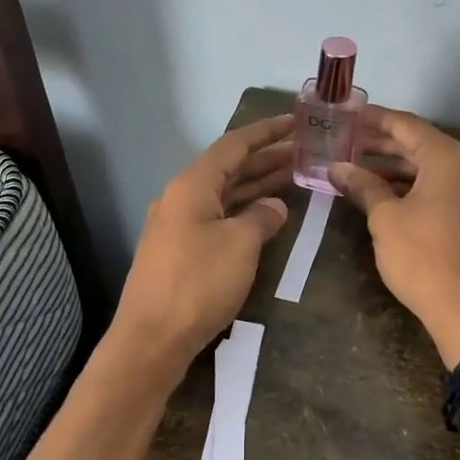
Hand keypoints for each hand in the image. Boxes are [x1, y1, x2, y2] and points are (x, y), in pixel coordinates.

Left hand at [113, 114, 295, 373]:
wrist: (153, 338)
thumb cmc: (198, 283)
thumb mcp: (240, 245)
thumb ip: (262, 217)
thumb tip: (275, 206)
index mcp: (193, 185)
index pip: (234, 145)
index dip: (266, 132)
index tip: (296, 121)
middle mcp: (182, 198)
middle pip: (230, 168)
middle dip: (267, 159)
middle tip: (305, 152)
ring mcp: (179, 225)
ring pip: (225, 195)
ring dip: (257, 185)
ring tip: (295, 177)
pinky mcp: (181, 251)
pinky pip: (219, 218)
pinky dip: (244, 212)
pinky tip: (267, 216)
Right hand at [330, 107, 459, 364]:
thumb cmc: (423, 258)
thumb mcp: (385, 219)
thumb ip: (363, 185)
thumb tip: (338, 167)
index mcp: (449, 158)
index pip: (406, 125)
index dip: (374, 119)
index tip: (347, 116)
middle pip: (420, 145)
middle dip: (382, 145)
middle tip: (346, 144)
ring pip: (432, 170)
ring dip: (397, 169)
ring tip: (360, 172)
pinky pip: (444, 190)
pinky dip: (416, 188)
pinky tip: (389, 198)